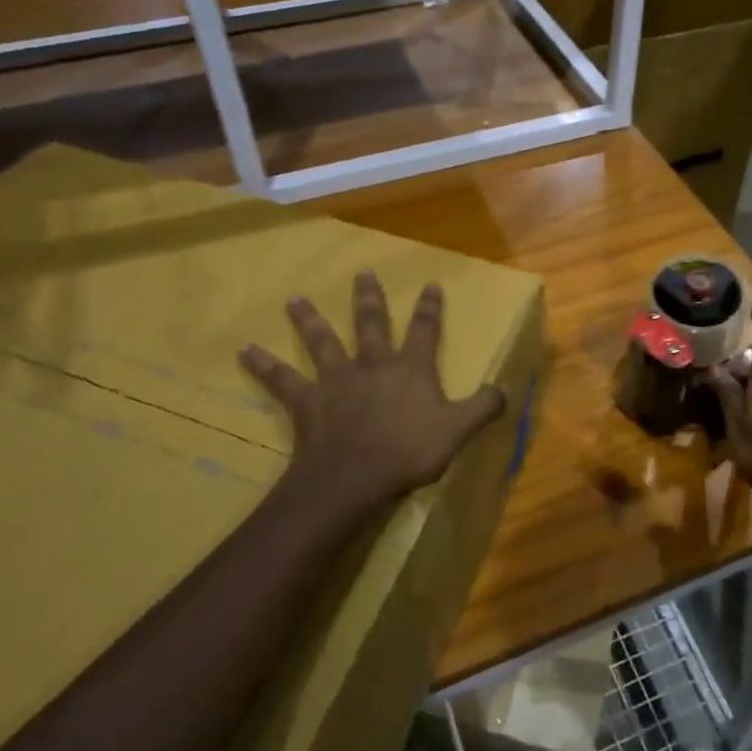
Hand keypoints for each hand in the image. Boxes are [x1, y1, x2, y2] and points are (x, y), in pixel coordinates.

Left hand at [240, 272, 506, 515]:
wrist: (354, 476)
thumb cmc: (408, 452)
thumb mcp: (457, 431)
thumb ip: (483, 408)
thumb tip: (506, 389)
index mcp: (410, 368)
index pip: (424, 330)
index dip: (429, 308)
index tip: (430, 284)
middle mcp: (373, 364)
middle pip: (370, 323)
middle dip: (369, 298)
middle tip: (363, 274)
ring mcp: (337, 380)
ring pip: (322, 342)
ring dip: (308, 320)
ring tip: (293, 300)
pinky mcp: (308, 401)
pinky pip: (283, 380)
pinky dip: (264, 365)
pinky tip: (245, 351)